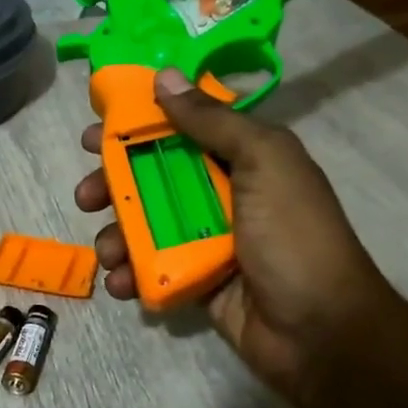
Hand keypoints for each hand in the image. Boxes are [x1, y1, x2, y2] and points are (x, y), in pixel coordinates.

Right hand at [73, 70, 396, 407]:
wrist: (320, 331)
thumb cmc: (293, 236)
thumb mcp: (263, 163)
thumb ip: (213, 120)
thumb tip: (164, 77)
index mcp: (244, 156)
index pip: (181, 128)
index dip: (136, 126)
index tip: (95, 134)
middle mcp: (223, 192)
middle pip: (153, 176)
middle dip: (113, 185)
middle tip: (86, 196)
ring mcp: (207, 238)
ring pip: (146, 224)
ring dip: (116, 235)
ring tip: (107, 252)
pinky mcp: (195, 279)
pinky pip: (151, 267)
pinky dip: (129, 273)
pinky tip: (119, 283)